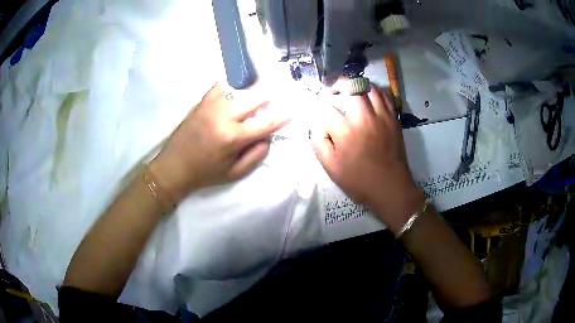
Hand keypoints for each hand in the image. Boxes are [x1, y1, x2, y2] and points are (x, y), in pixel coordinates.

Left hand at [150, 84, 289, 201]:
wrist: (173, 167)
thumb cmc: (205, 173)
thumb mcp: (234, 174)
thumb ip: (256, 155)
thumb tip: (268, 137)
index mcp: (232, 138)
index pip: (265, 123)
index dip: (282, 116)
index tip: (293, 110)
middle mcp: (223, 117)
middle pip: (254, 98)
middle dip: (271, 95)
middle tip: (280, 93)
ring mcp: (211, 106)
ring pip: (239, 88)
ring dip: (254, 87)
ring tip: (263, 85)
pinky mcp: (202, 102)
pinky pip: (221, 86)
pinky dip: (234, 83)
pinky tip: (240, 84)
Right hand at [311, 87, 424, 232]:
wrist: (391, 188)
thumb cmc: (358, 181)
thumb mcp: (331, 167)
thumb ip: (318, 142)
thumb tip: (317, 124)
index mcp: (345, 131)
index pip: (325, 106)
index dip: (317, 102)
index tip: (315, 103)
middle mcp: (364, 117)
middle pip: (352, 85)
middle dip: (339, 83)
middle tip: (334, 90)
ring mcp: (382, 116)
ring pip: (370, 87)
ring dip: (358, 86)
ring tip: (352, 92)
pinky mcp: (394, 119)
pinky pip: (385, 96)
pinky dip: (375, 92)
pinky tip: (370, 98)